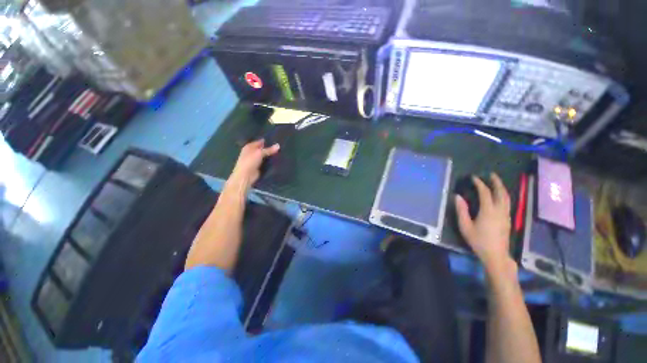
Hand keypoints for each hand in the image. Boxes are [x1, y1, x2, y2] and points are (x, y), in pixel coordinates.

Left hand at [230, 139, 279, 188]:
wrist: (245, 176)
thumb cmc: (249, 161)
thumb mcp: (259, 153)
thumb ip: (269, 149)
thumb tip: (278, 145)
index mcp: (249, 147)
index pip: (259, 142)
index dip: (267, 141)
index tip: (277, 140)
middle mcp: (252, 152)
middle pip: (263, 149)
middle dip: (270, 148)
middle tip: (281, 146)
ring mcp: (256, 160)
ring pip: (265, 156)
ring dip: (271, 155)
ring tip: (281, 152)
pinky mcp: (259, 166)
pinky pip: (266, 162)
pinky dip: (271, 161)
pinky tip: (278, 160)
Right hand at [455, 173, 511, 271]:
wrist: (496, 255)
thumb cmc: (478, 241)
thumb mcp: (465, 226)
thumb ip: (461, 210)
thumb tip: (457, 196)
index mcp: (488, 211)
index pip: (485, 193)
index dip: (479, 184)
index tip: (474, 177)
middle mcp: (500, 210)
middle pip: (501, 193)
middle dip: (496, 182)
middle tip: (491, 174)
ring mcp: (506, 215)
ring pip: (507, 198)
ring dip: (502, 188)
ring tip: (496, 182)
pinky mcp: (508, 220)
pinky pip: (507, 203)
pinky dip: (504, 196)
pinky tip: (500, 196)